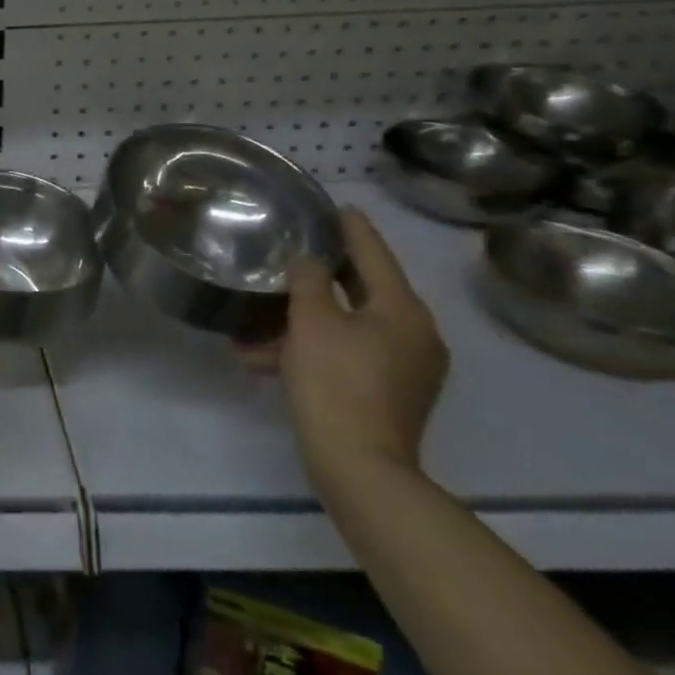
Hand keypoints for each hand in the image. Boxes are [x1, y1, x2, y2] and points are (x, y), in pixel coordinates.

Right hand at [240, 209, 449, 487]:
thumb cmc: (335, 382)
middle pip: (365, 289)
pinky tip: (265, 358)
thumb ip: (310, 280)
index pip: (375, 254)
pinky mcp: (389, 392)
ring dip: (306, 320)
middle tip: (294, 251)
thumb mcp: (312, 321)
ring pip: (349, 325)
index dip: (353, 229)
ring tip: (259, 319)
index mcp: (403, 310)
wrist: (360, 466)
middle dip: (323, 276)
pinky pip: (348, 354)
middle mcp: (415, 334)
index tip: (338, 207)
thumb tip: (309, 261)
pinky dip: (313, 349)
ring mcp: (406, 367)